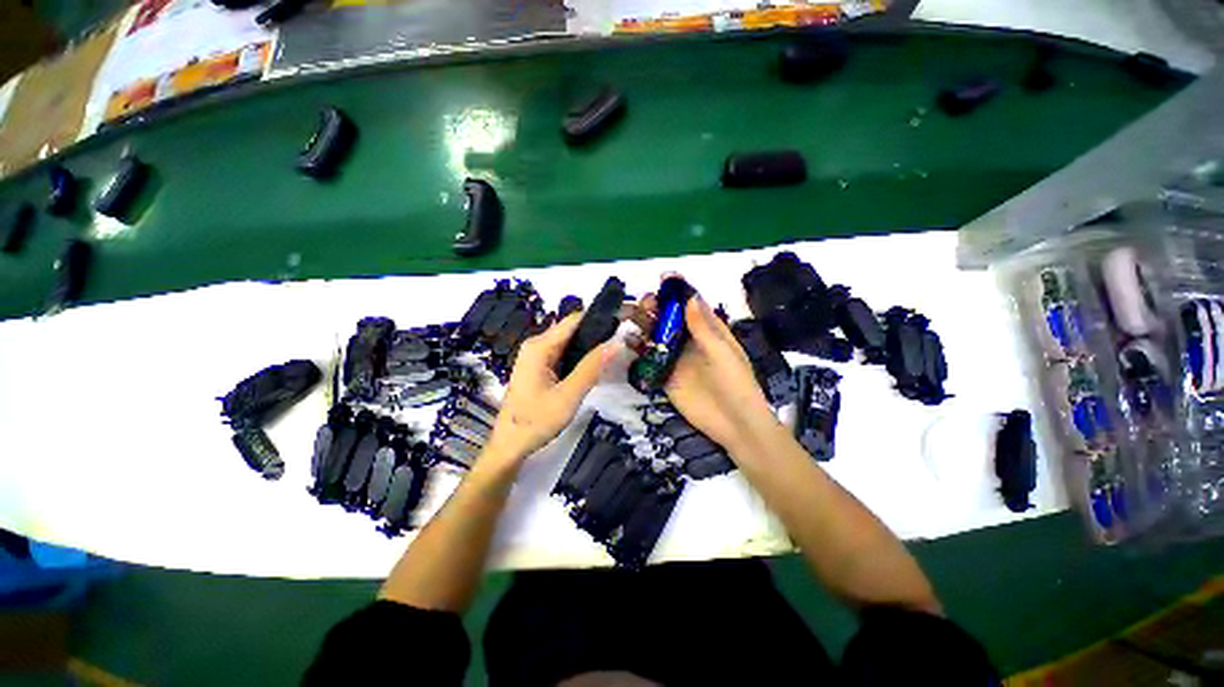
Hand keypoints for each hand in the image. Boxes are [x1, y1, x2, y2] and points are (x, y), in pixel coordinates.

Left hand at [485, 313, 617, 463]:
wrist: (510, 446)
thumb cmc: (536, 422)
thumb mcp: (568, 396)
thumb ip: (592, 368)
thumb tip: (617, 343)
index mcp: (540, 346)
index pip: (575, 320)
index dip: (600, 317)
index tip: (625, 320)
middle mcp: (537, 345)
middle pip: (572, 329)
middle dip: (598, 331)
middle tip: (626, 339)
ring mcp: (537, 356)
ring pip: (570, 342)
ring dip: (591, 345)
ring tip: (617, 350)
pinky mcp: (540, 367)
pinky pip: (564, 354)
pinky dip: (581, 356)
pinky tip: (597, 364)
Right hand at [633, 282, 778, 454]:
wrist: (734, 424)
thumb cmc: (736, 383)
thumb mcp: (722, 352)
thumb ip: (704, 328)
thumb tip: (690, 296)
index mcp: (708, 330)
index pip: (691, 305)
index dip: (678, 291)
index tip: (663, 278)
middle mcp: (690, 340)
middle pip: (669, 318)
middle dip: (655, 307)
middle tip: (642, 302)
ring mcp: (676, 358)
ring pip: (656, 335)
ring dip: (643, 324)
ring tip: (629, 316)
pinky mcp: (665, 375)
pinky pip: (649, 358)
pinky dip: (638, 348)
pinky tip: (628, 340)